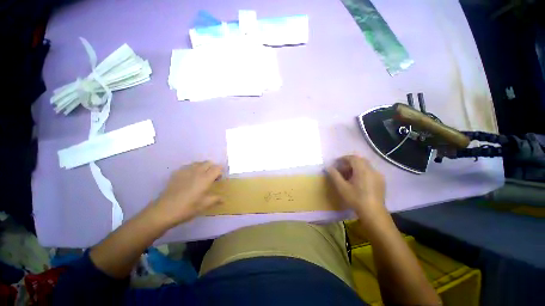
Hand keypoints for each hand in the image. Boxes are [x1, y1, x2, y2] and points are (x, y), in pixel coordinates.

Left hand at [148, 161, 222, 227]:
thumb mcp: (204, 205)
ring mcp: (185, 171)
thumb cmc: (188, 208)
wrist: (164, 210)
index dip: (220, 171)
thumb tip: (223, 200)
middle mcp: (197, 171)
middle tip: (211, 178)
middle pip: (208, 162)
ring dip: (203, 167)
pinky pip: (188, 166)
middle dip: (212, 167)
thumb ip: (215, 199)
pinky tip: (189, 178)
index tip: (219, 179)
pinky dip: (192, 169)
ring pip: (198, 163)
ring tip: (201, 177)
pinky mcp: (176, 173)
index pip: (217, 168)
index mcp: (205, 178)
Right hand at [327, 155, 386, 221]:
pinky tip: (358, 181)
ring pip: (365, 166)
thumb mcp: (342, 187)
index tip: (336, 163)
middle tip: (341, 169)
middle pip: (360, 160)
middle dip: (349, 162)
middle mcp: (372, 170)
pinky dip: (362, 172)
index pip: (353, 158)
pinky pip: (370, 171)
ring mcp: (378, 175)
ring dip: (356, 167)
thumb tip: (328, 167)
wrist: (373, 213)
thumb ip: (334, 175)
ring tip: (348, 175)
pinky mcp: (381, 181)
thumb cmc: (355, 199)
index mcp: (363, 170)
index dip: (343, 158)